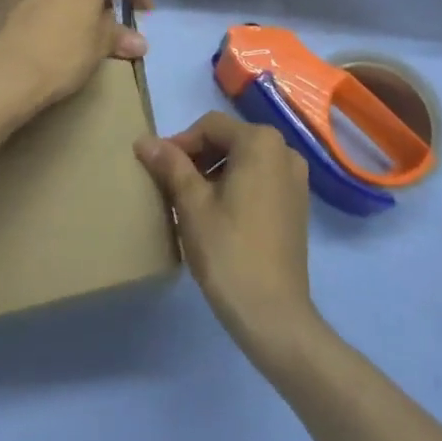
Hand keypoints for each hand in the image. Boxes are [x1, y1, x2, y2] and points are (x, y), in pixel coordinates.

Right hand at [135, 112, 319, 364]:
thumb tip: (144, 140)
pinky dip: (236, 187)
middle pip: (230, 140)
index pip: (210, 126)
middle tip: (170, 185)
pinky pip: (260, 180)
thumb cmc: (227, 250)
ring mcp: (296, 179)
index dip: (180, 143)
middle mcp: (285, 151)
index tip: (157, 169)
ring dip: (215, 172)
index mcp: (261, 142)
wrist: (272, 314)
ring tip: (190, 202)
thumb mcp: (191, 204)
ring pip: (245, 161)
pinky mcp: (297, 205)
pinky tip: (217, 215)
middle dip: (197, 157)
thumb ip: (170, 165)